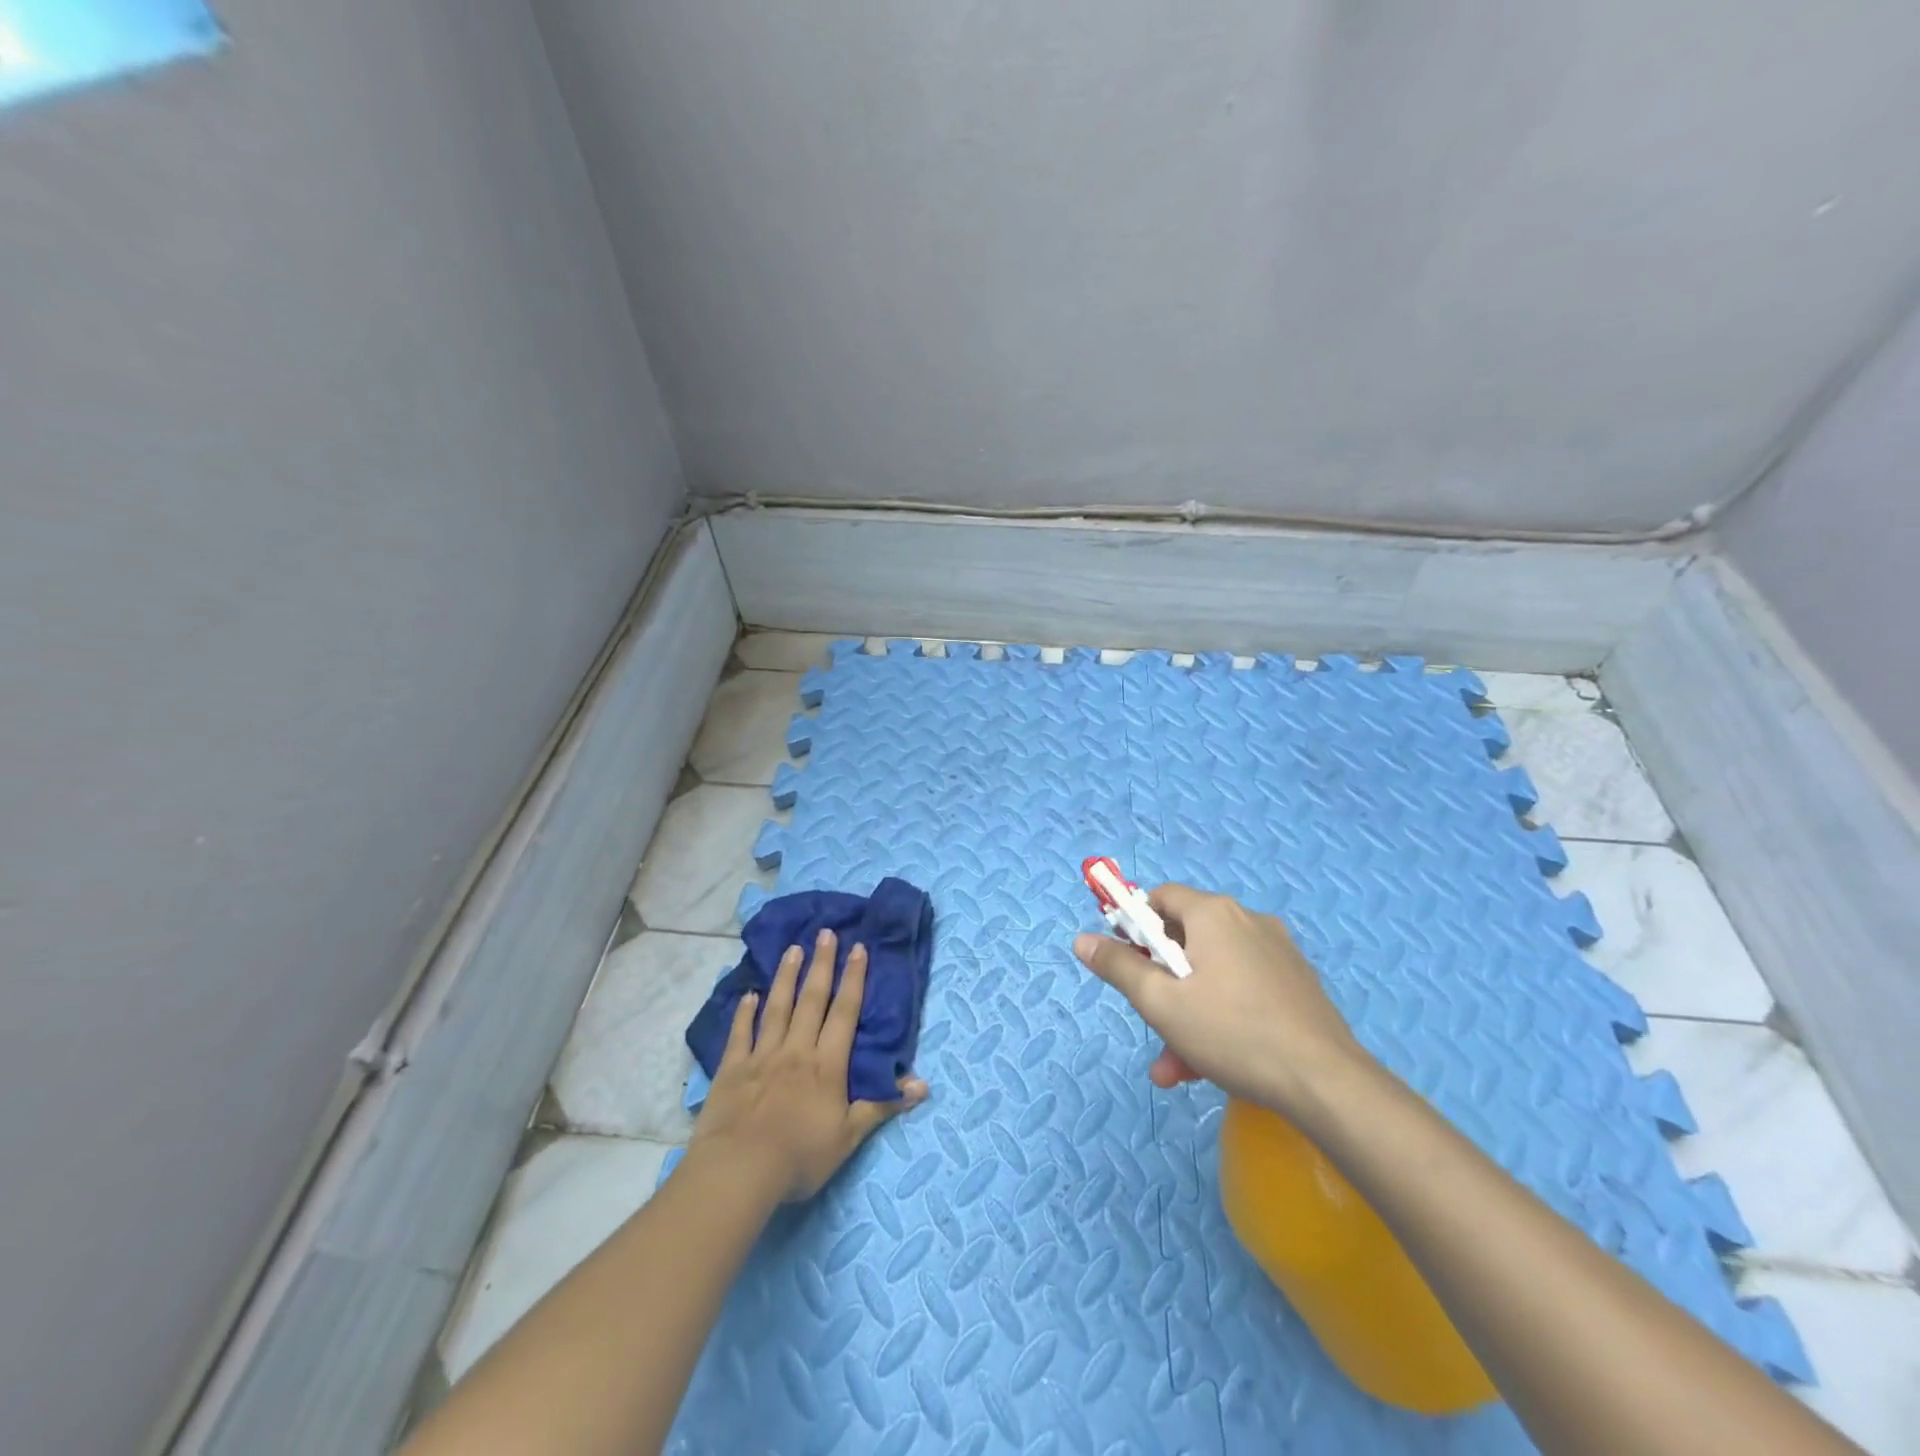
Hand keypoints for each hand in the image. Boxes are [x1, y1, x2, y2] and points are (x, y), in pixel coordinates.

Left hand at [689, 929, 928, 1201]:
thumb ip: (882, 1105)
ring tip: (793, 949)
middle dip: (821, 965)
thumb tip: (923, 1084)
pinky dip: (744, 1013)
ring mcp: (762, 1056)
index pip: (844, 1013)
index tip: (858, 948)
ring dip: (786, 977)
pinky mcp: (732, 1069)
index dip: (853, 979)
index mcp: (827, 1064)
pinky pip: (740, 1034)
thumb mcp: (849, 1137)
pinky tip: (748, 994)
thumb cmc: (800, 1156)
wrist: (740, 1170)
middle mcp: (796, 1050)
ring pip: (777, 1008)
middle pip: (812, 1000)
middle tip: (826, 933)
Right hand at [1073, 883, 1367, 1117]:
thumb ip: (1119, 967)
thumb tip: (1082, 939)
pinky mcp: (1296, 985)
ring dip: (1186, 1012)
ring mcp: (1277, 953)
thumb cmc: (1232, 1033)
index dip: (1135, 925)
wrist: (1327, 1084)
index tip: (1125, 961)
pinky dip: (1220, 1018)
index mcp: (1214, 914)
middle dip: (1160, 983)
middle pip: (1186, 940)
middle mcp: (1247, 921)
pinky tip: (1212, 1065)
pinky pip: (1242, 991)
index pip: (1161, 898)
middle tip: (1149, 1020)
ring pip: (1213, 974)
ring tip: (1175, 1066)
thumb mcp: (1162, 1003)